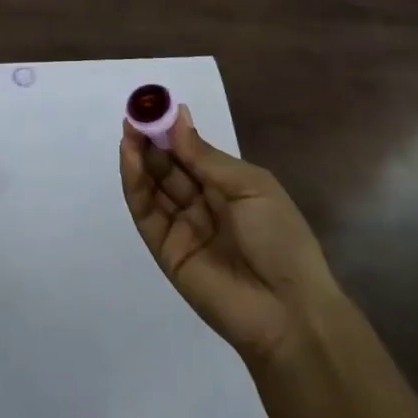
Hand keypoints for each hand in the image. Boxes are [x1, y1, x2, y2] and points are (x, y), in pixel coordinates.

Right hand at [120, 105, 342, 368]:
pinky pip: (146, 213)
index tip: (155, 106)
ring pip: (153, 187)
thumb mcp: (250, 187)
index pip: (192, 153)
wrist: (288, 311)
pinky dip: (135, 184)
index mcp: (229, 188)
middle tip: (136, 113)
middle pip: (169, 167)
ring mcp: (182, 228)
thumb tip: (177, 118)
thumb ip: (206, 157)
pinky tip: (131, 158)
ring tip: (130, 130)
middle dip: (152, 140)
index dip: (173, 130)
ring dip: (139, 157)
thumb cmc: (280, 238)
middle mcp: (203, 205)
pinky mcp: (165, 251)